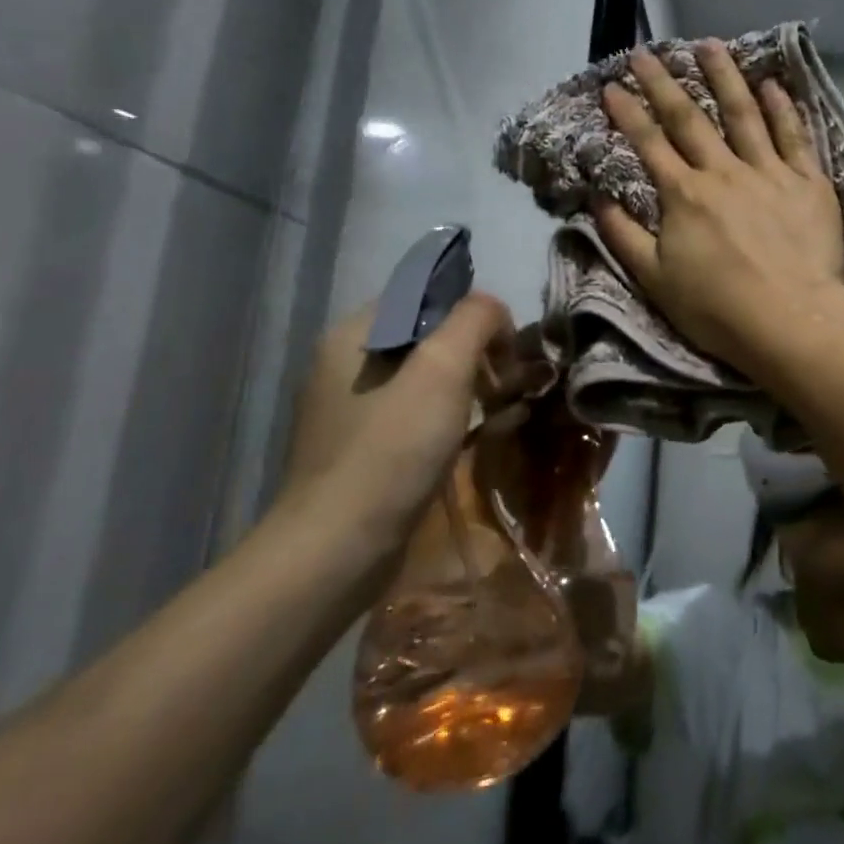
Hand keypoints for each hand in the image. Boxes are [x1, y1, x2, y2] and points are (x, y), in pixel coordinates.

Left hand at [276, 293, 515, 547]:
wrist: (337, 549)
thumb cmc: (392, 448)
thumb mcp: (442, 367)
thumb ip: (474, 319)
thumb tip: (493, 311)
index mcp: (354, 333)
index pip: (425, 294)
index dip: (472, 314)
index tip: (504, 352)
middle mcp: (344, 364)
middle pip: (425, 336)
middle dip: (474, 354)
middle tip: (506, 387)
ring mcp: (348, 410)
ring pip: (422, 378)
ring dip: (467, 388)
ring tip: (500, 414)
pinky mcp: (359, 449)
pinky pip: (412, 416)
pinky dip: (448, 419)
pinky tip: (474, 440)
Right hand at [596, 41, 843, 376]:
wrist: (791, 320)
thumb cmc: (717, 308)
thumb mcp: (655, 280)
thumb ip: (624, 236)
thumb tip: (599, 198)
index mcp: (684, 195)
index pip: (649, 143)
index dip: (628, 112)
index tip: (611, 85)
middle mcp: (724, 172)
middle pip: (690, 118)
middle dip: (664, 82)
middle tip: (646, 51)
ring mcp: (769, 172)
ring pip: (744, 113)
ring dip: (724, 77)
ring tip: (709, 46)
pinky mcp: (808, 182)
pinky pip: (794, 135)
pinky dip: (782, 107)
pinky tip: (772, 84)